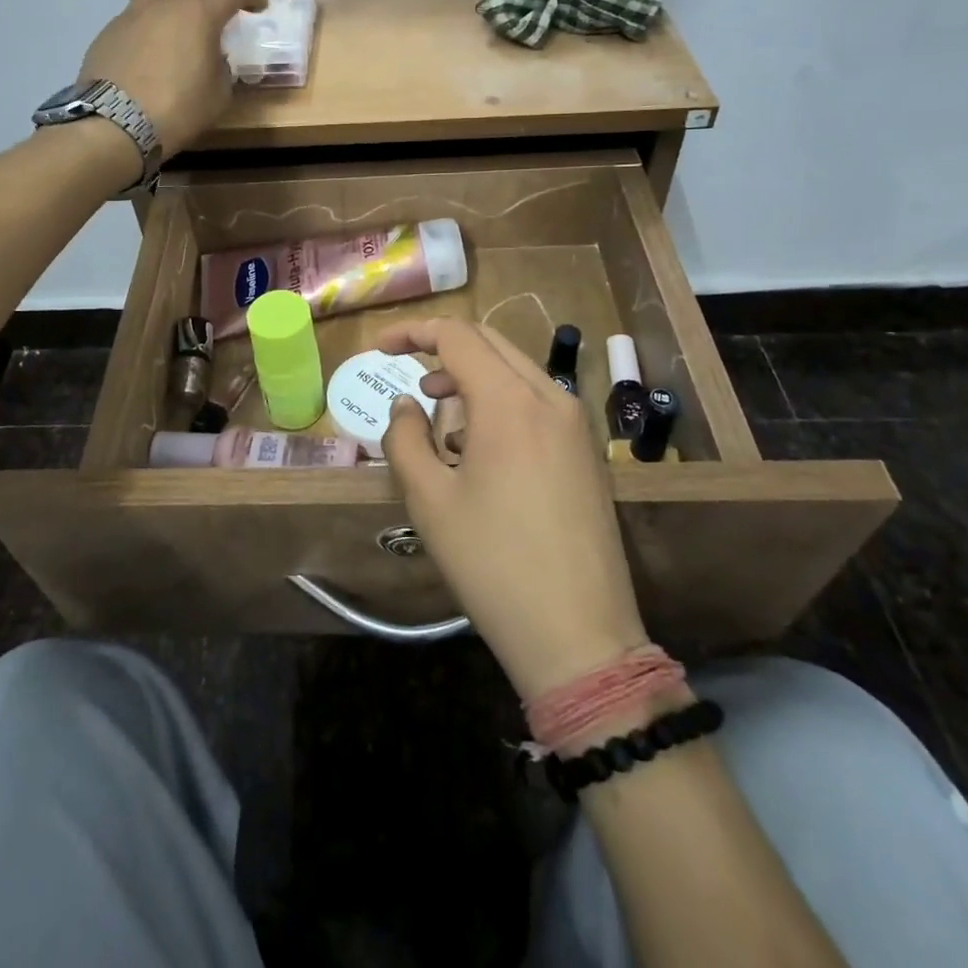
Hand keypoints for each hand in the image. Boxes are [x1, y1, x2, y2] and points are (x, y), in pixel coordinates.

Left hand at [78, 0, 264, 157]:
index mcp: (198, 14)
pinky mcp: (110, 30)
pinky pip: (138, 10)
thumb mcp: (217, 96)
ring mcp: (133, 13)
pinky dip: (156, 14)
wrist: (114, 124)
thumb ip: (222, 69)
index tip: (259, 5)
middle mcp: (165, 3)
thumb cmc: (176, 111)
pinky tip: (157, 36)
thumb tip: (215, 59)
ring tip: (188, 9)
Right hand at [379, 318, 646, 701]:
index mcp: (510, 402)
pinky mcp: (586, 453)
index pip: (458, 336)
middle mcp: (551, 398)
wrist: (579, 635)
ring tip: (437, 411)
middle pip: (491, 343)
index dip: (414, 332)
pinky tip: (478, 447)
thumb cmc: (492, 563)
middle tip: (407, 371)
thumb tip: (405, 404)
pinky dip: (500, 401)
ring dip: (473, 375)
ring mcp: (576, 425)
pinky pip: (538, 402)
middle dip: (444, 347)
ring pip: (517, 370)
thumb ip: (405, 437)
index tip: (381, 345)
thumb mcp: (429, 499)